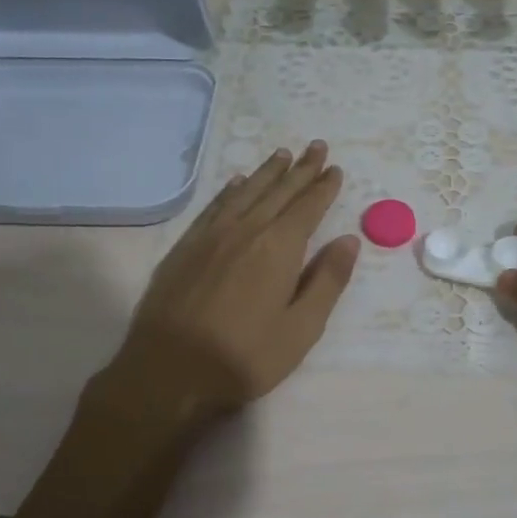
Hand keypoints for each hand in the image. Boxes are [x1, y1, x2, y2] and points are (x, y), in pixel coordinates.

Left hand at [87, 142, 358, 436]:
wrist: (167, 372)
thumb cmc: (244, 357)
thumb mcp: (301, 329)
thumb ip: (327, 281)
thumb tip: (349, 240)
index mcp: (279, 248)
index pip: (308, 207)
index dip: (324, 187)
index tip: (335, 169)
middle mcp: (246, 230)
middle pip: (279, 191)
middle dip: (301, 169)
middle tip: (317, 145)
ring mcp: (211, 236)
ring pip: (246, 192)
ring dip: (267, 172)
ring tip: (283, 154)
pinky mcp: (185, 247)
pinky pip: (214, 207)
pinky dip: (230, 190)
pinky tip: (236, 183)